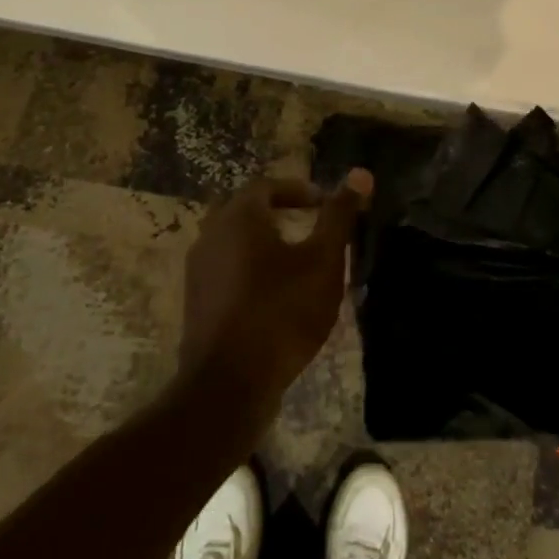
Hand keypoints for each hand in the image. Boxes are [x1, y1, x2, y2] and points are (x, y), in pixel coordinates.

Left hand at [178, 170, 371, 423]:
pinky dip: (250, 269)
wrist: (229, 385)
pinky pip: (226, 270)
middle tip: (312, 225)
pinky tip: (275, 294)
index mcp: (239, 217)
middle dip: (280, 212)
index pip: (268, 186)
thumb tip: (361, 173)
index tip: (325, 204)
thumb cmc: (282, 312)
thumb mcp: (323, 261)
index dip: (299, 190)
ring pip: (234, 241)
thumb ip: (340, 216)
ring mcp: (198, 271)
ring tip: (297, 260)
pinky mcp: (197, 303)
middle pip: (247, 211)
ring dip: (265, 242)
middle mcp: (211, 235)